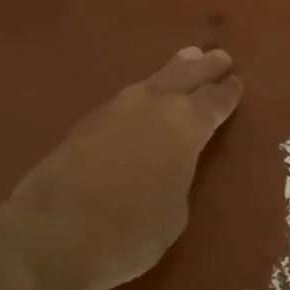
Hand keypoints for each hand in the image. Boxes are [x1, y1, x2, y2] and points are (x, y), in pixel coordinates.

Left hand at [9, 46, 242, 289]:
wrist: (53, 233)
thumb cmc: (130, 231)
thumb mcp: (175, 213)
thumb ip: (179, 178)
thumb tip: (169, 167)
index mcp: (186, 125)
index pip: (216, 100)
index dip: (228, 92)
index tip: (236, 82)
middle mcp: (153, 105)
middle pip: (186, 75)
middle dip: (204, 66)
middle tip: (219, 55)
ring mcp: (115, 109)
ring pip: (152, 81)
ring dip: (172, 71)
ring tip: (184, 59)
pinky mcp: (85, 122)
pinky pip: (125, 99)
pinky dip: (141, 96)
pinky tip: (141, 101)